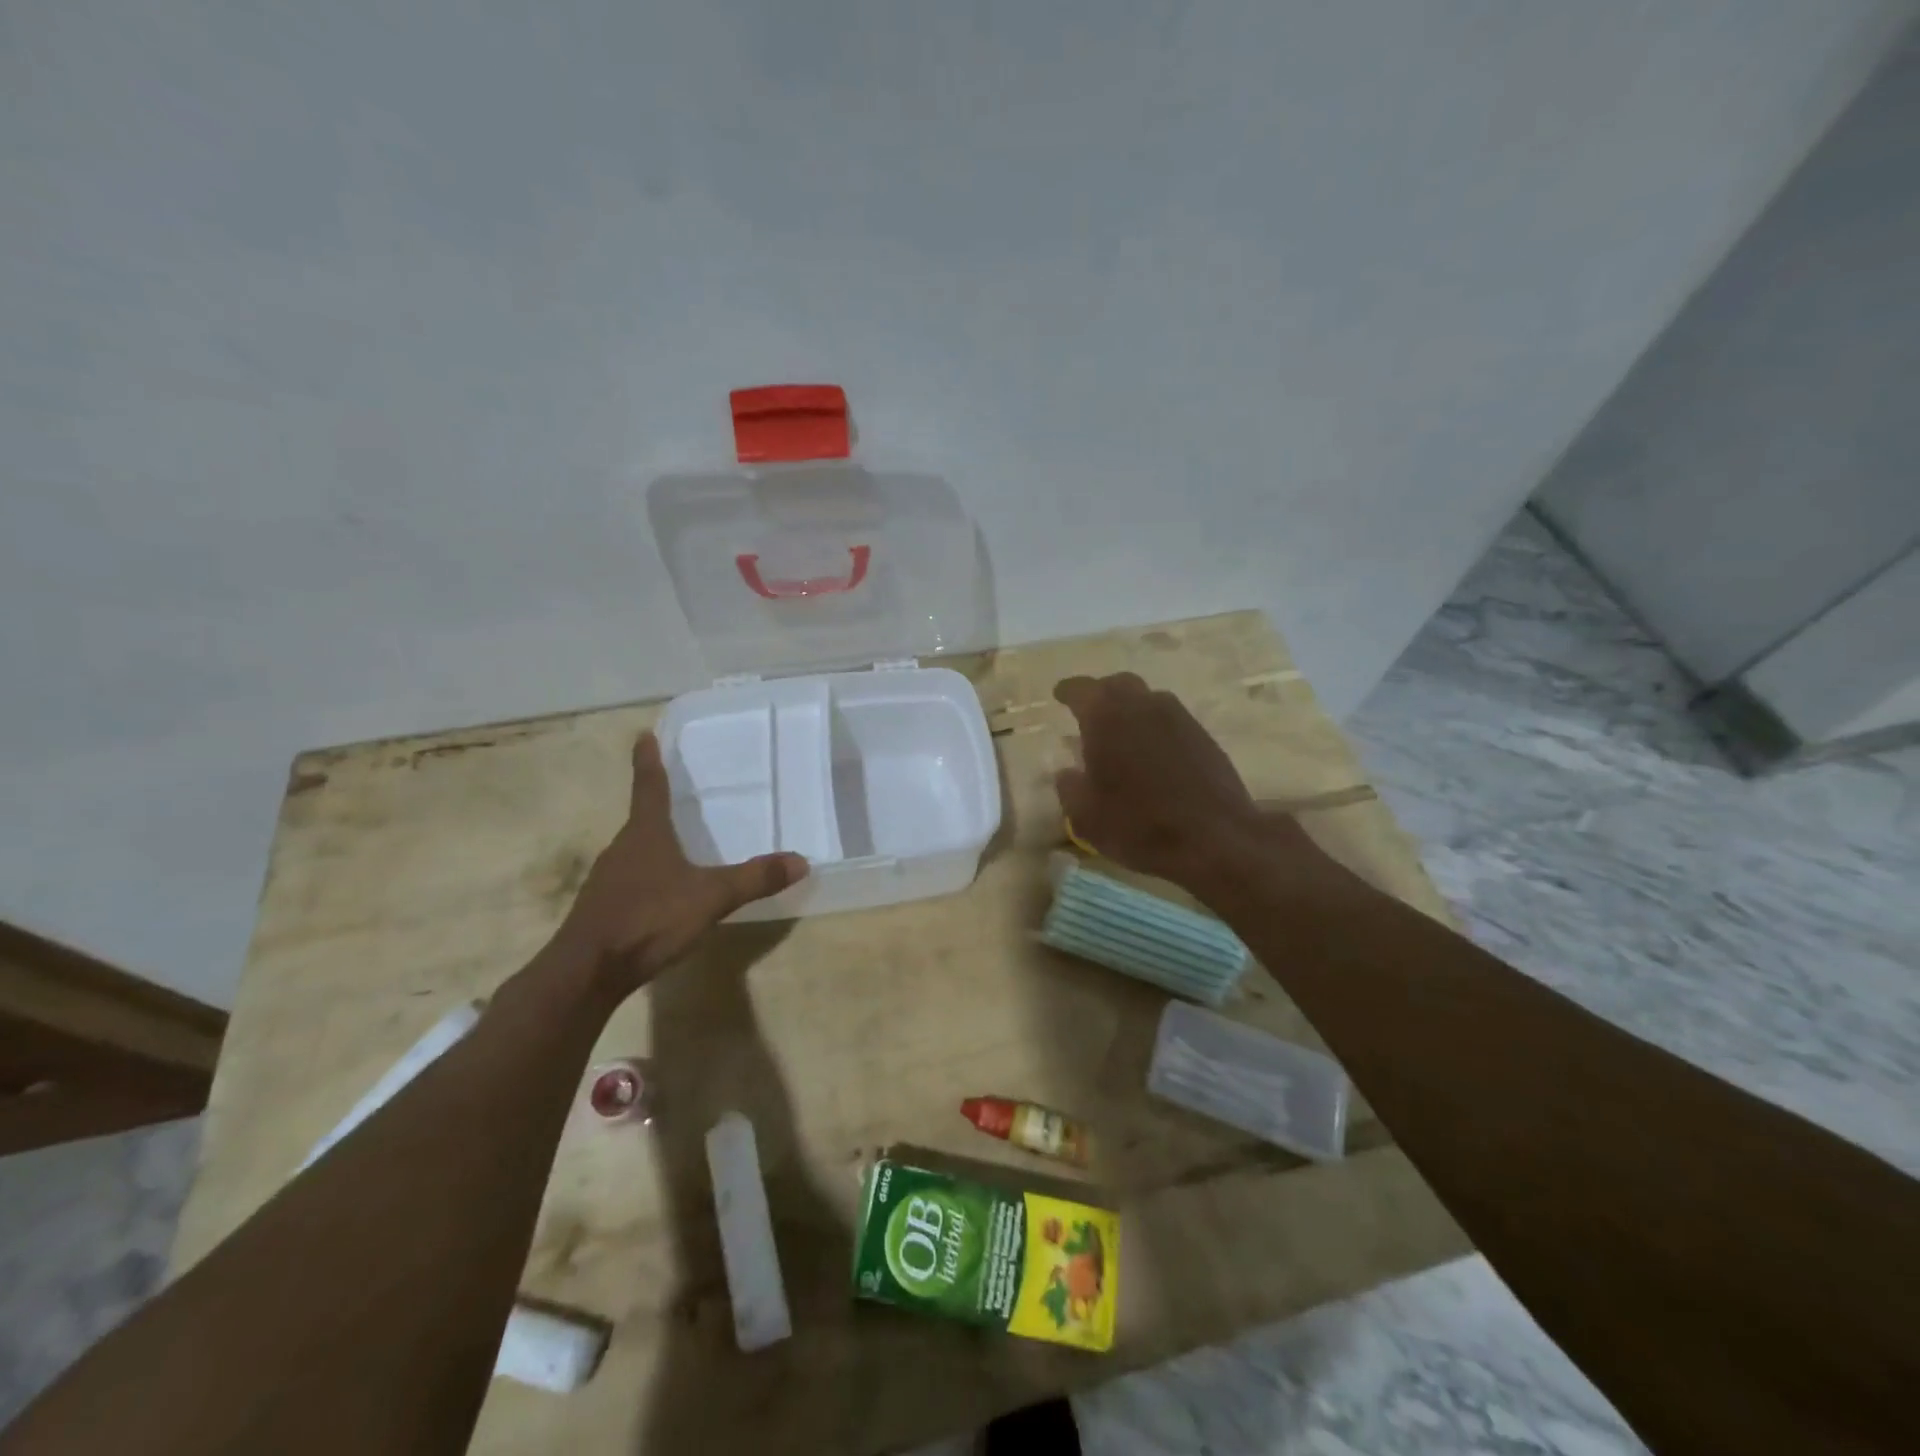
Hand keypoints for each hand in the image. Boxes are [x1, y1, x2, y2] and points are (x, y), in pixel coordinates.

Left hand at [554, 733, 806, 990]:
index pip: (649, 787)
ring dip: (653, 842)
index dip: (649, 761)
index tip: (644, 735)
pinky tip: (663, 892)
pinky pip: (631, 879)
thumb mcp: (711, 898)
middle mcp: (622, 849)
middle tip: (677, 791)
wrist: (586, 972)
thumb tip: (801, 860)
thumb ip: (754, 879)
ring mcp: (608, 880)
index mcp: (645, 834)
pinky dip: (648, 875)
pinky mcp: (603, 908)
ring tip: (677, 842)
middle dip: (657, 804)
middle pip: (641, 819)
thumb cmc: (648, 920)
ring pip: (635, 851)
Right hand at [1053, 673, 1321, 891]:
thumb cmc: (1139, 825)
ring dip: (1132, 709)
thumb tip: (1067, 773)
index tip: (1059, 695)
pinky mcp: (1203, 736)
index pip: (1081, 690)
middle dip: (1101, 693)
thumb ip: (1070, 788)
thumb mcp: (1086, 817)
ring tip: (1122, 733)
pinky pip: (1171, 719)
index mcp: (1106, 718)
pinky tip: (1152, 753)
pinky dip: (1155, 727)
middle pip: (1118, 684)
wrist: (1215, 839)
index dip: (1067, 691)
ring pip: (1148, 698)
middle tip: (1090, 711)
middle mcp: (1143, 706)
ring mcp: (1178, 718)